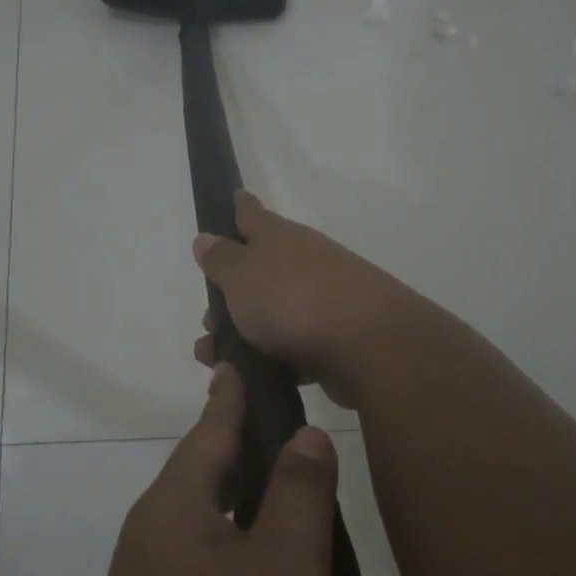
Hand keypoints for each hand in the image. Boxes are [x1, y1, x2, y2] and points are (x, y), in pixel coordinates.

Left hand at [46, 364, 339, 575]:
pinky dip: (235, 547)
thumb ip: (296, 495)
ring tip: (281, 484)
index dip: (231, 394)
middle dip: (237, 445)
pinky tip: (262, 566)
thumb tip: (303, 433)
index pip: (209, 429)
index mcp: (173, 508)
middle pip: (201, 473)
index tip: (237, 359)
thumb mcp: (285, 571)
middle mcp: (149, 538)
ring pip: (202, 523)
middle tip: (280, 421)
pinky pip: (201, 567)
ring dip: (238, 499)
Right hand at [192, 190, 418, 408]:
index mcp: (280, 238)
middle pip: (261, 270)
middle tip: (208, 319)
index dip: (239, 207)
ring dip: (243, 332)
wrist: (369, 348)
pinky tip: (250, 377)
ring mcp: (323, 300)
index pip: (253, 214)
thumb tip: (206, 238)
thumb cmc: (293, 300)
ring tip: (215, 356)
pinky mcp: (335, 340)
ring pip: (273, 312)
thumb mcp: (242, 276)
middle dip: (231, 292)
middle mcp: (304, 262)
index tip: (233, 198)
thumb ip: (221, 259)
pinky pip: (292, 346)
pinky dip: (269, 358)